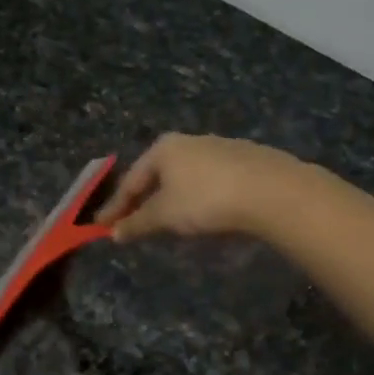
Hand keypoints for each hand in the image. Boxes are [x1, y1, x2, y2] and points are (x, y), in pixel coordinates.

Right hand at [95, 134, 303, 241]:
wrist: (271, 191)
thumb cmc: (206, 199)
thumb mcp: (165, 215)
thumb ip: (138, 223)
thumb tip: (114, 233)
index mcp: (163, 148)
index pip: (131, 180)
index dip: (115, 207)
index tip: (101, 227)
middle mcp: (189, 141)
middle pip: (157, 174)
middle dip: (143, 199)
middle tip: (132, 222)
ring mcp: (220, 147)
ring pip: (185, 176)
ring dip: (171, 197)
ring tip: (167, 219)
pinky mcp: (246, 160)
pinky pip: (210, 180)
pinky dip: (198, 195)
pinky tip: (204, 211)